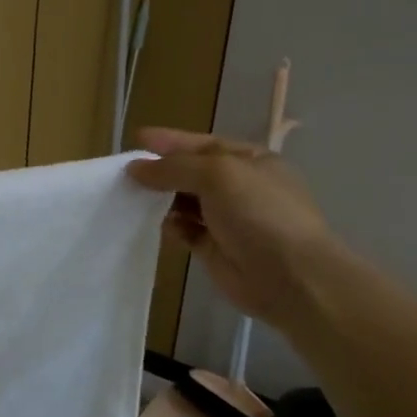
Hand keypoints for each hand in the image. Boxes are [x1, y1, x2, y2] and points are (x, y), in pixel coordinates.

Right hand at [128, 128, 337, 325]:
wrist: (291, 277)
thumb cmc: (259, 213)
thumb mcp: (217, 175)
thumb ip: (174, 168)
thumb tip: (135, 168)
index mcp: (249, 161)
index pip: (202, 144)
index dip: (171, 141)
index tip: (137, 138)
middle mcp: (239, 187)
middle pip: (191, 172)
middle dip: (161, 171)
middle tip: (125, 172)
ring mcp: (227, 219)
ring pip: (184, 202)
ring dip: (160, 198)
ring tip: (130, 196)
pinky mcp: (214, 248)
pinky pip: (184, 230)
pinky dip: (169, 226)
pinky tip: (155, 224)